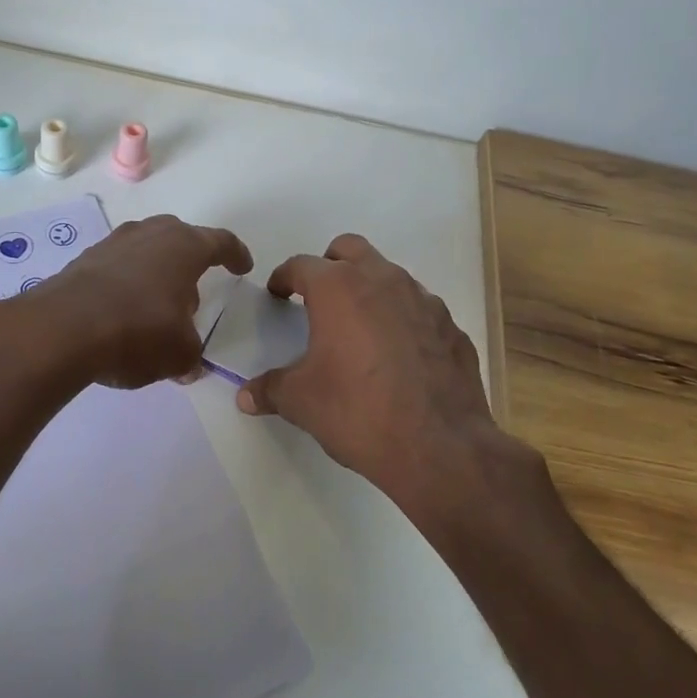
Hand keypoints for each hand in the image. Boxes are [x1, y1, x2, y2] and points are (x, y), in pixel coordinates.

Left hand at [0, 215, 252, 389]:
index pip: (219, 242)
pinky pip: (114, 269)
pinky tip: (120, 314)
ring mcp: (111, 245)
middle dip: (188, 263)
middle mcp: (148, 235)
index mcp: (183, 247)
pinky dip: (124, 286)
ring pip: (143, 252)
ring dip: (153, 275)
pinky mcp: (80, 262)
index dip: (235, 254)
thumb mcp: (179, 354)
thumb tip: (188, 364)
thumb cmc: (137, 332)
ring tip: (155, 308)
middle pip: (178, 239)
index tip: (242, 267)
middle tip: (192, 292)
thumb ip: (190, 355)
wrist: (61, 330)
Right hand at [235, 234, 538, 530]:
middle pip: (350, 250)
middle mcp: (383, 281)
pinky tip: (397, 356)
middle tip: (318, 299)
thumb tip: (246, 396)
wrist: (439, 447)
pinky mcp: (451, 327)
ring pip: (389, 275)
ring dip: (369, 290)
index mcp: (339, 289)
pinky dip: (402, 319)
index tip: (278, 294)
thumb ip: (270, 389)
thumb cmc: (358, 412)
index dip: (284, 278)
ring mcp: (424, 301)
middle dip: (330, 266)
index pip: (301, 265)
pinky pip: (418, 309)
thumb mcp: (300, 402)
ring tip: (358, 330)